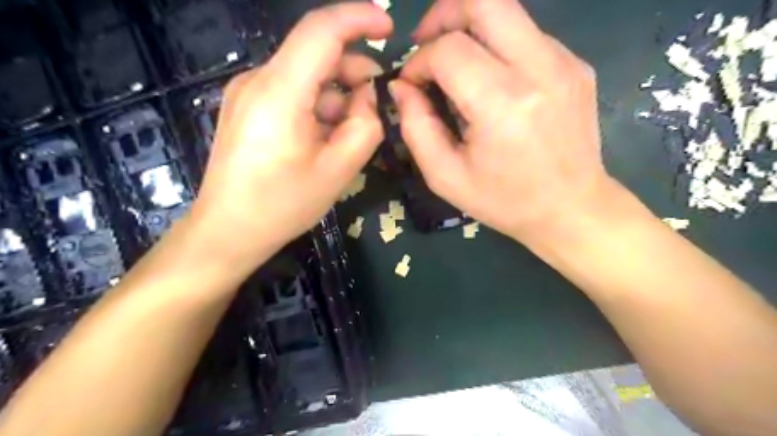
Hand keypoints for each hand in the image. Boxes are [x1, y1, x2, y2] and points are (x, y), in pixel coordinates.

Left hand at [191, 3, 391, 262]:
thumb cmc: (283, 205)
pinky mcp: (246, 107)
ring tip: (348, 133)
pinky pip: (291, 92)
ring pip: (305, 75)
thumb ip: (365, 125)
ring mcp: (247, 92)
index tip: (389, 27)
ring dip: (336, 95)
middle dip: (353, 71)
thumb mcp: (339, 170)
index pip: (322, 30)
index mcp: (280, 92)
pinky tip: (323, 137)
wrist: (228, 231)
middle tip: (375, 104)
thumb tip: (366, 95)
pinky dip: (317, 105)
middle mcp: (258, 80)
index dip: (359, 19)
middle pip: (315, 53)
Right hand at [392, 0, 616, 245]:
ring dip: (469, 28)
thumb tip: (402, 88)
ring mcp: (564, 61)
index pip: (449, 49)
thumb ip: (415, 127)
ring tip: (453, 64)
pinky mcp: (575, 64)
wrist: (571, 209)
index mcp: (502, 104)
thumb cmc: (504, 201)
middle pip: (484, 0)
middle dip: (443, 15)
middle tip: (427, 45)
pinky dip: (496, 46)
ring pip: (506, 11)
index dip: (418, 61)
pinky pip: (525, 34)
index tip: (410, 85)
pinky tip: (490, 80)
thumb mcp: (445, 176)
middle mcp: (538, 69)